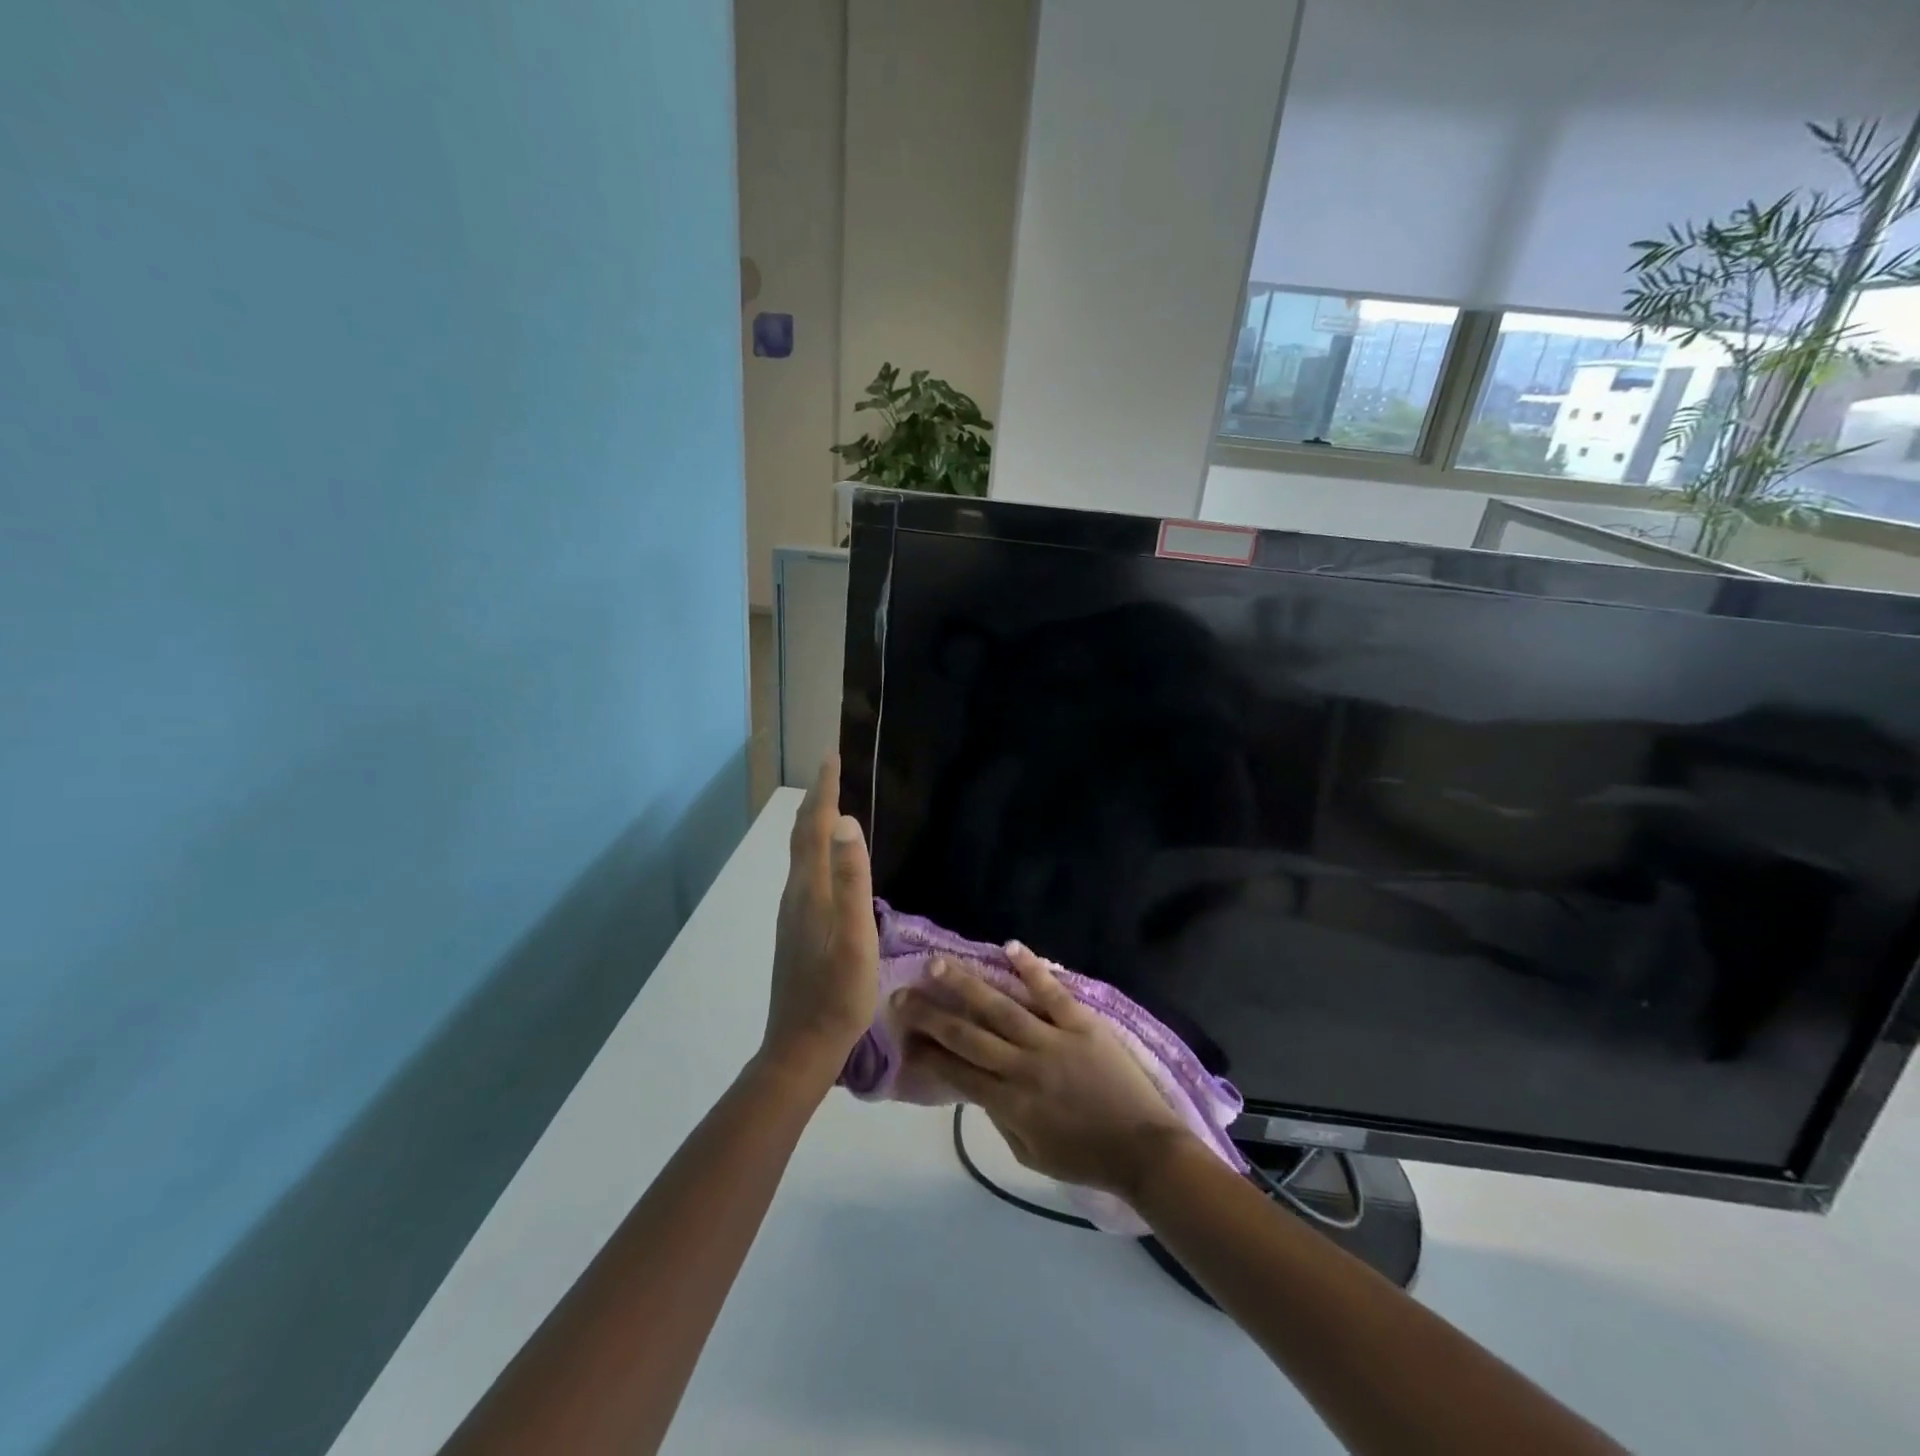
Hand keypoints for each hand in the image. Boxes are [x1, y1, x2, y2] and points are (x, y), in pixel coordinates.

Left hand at [762, 757, 878, 1087]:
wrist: (801, 1046)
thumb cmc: (838, 993)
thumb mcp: (855, 936)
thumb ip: (851, 879)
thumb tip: (844, 822)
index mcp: (809, 890)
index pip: (814, 827)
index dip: (823, 791)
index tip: (831, 756)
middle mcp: (795, 894)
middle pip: (802, 836)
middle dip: (816, 799)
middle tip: (832, 770)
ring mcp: (793, 914)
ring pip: (801, 855)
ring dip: (814, 823)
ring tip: (831, 804)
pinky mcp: (797, 929)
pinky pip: (806, 873)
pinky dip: (815, 849)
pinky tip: (828, 861)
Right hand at [896, 944, 1194, 1202]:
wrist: (1144, 1149)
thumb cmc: (1084, 1157)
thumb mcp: (1030, 1152)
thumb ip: (999, 1117)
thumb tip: (975, 1083)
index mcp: (1010, 1103)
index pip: (956, 1072)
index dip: (926, 1053)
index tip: (901, 1036)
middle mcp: (1023, 1067)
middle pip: (968, 1035)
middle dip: (930, 1015)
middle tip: (902, 994)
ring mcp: (1053, 1040)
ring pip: (1001, 1007)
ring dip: (966, 985)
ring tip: (937, 965)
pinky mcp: (1082, 1023)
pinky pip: (1051, 992)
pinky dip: (1031, 968)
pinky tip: (1009, 946)